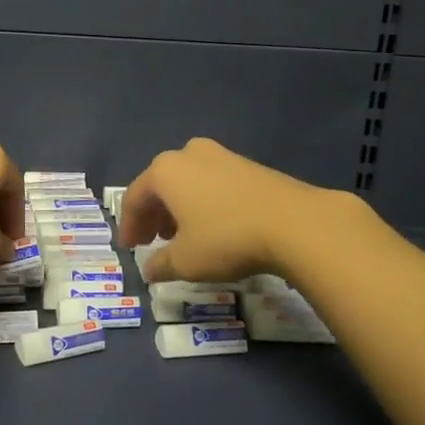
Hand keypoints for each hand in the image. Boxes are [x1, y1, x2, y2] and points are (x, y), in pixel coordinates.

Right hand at [120, 137, 350, 283]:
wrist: (295, 222)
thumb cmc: (226, 238)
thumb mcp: (186, 261)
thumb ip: (161, 264)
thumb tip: (150, 270)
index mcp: (164, 171)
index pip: (134, 198)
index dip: (129, 225)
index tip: (130, 248)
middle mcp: (187, 154)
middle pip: (160, 185)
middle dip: (154, 215)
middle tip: (153, 241)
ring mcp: (220, 155)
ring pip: (187, 182)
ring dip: (179, 208)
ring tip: (183, 236)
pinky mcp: (247, 164)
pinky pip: (212, 182)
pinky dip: (203, 202)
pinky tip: (213, 226)